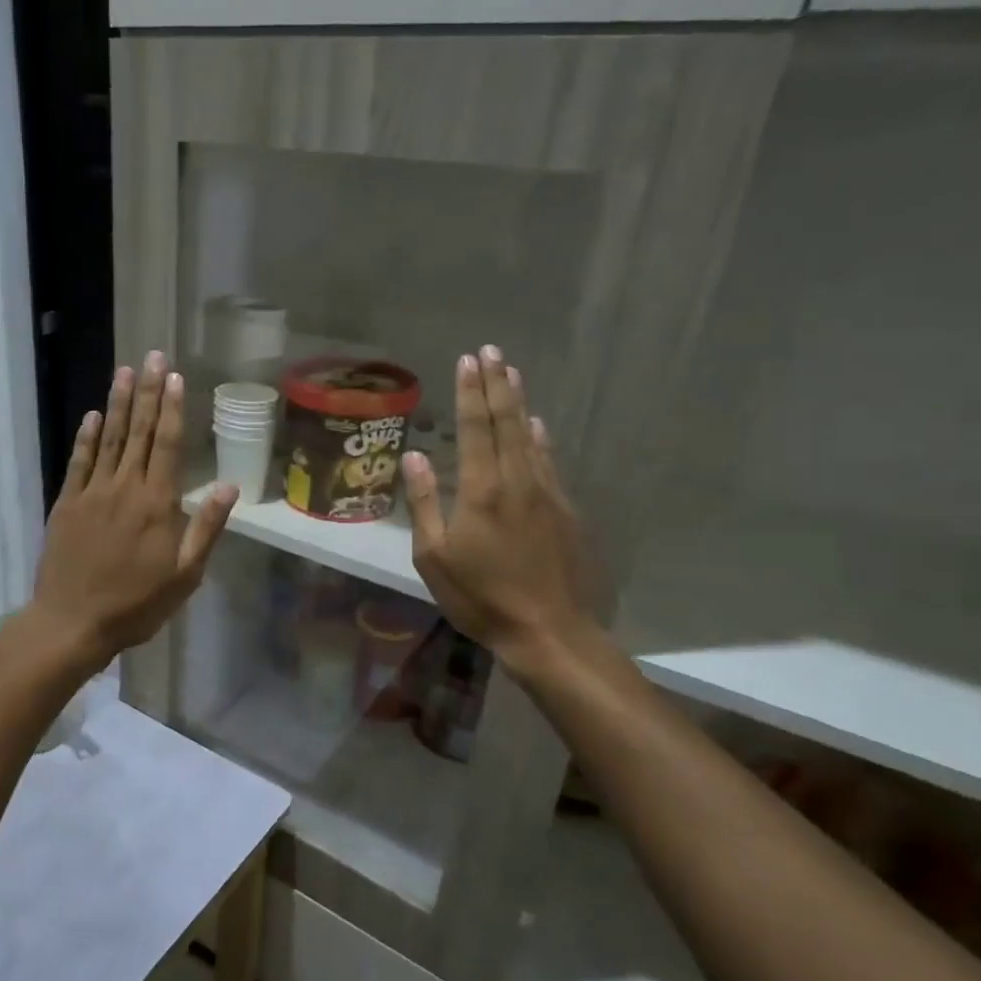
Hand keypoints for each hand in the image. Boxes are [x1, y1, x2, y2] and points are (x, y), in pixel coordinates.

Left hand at [30, 353, 236, 668]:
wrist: (73, 622)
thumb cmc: (136, 603)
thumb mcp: (185, 575)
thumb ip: (206, 528)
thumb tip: (229, 486)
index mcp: (156, 504)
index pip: (166, 445)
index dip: (171, 408)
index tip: (174, 377)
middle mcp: (124, 488)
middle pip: (138, 432)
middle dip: (147, 392)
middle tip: (152, 355)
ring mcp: (92, 493)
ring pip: (108, 439)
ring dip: (117, 404)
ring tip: (124, 371)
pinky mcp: (67, 504)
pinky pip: (78, 462)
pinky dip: (86, 438)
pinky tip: (92, 416)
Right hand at [402, 346, 607, 687]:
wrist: (549, 630)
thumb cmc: (481, 597)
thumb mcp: (434, 557)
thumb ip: (424, 503)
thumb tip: (415, 457)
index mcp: (481, 490)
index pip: (475, 428)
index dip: (470, 392)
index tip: (468, 359)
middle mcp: (517, 481)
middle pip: (506, 422)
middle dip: (497, 384)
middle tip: (491, 350)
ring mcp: (546, 494)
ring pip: (530, 437)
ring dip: (519, 402)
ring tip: (512, 372)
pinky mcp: (565, 511)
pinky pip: (549, 462)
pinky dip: (540, 438)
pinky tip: (537, 426)